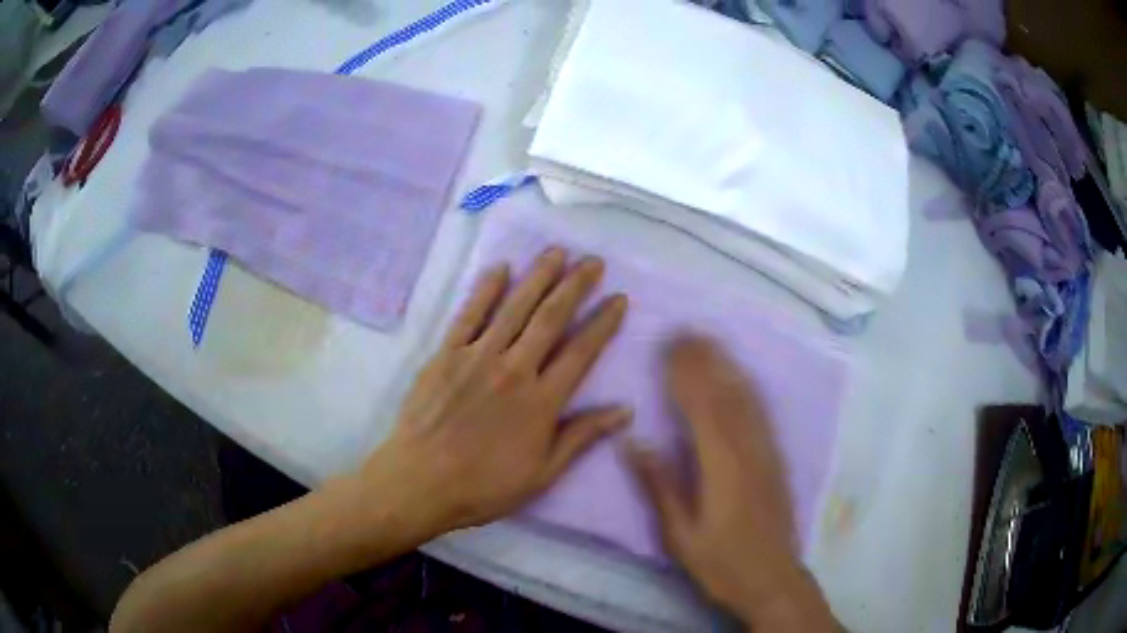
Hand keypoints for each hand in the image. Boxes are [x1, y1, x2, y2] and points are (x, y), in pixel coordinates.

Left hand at [368, 247, 629, 536]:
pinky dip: (486, 289)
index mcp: (541, 401)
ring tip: (556, 252)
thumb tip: (625, 411)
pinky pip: (469, 314)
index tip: (618, 299)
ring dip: (538, 276)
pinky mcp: (445, 354)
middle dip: (575, 285)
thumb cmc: (484, 486)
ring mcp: (477, 357)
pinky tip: (501, 268)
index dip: (603, 324)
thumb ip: (582, 436)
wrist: (420, 482)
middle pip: (551, 318)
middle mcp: (514, 369)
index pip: (581, 352)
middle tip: (592, 261)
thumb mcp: (542, 473)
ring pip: (514, 307)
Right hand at [627, 337, 837, 629]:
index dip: (685, 372)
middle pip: (725, 393)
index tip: (667, 346)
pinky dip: (746, 386)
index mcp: (721, 466)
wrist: (772, 578)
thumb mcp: (679, 534)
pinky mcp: (776, 458)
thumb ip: (659, 486)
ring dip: (726, 365)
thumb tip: (634, 441)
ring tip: (707, 341)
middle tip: (683, 331)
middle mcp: (748, 449)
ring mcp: (766, 451)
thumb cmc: (720, 562)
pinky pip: (761, 413)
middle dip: (705, 359)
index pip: (701, 406)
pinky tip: (739, 376)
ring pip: (746, 398)